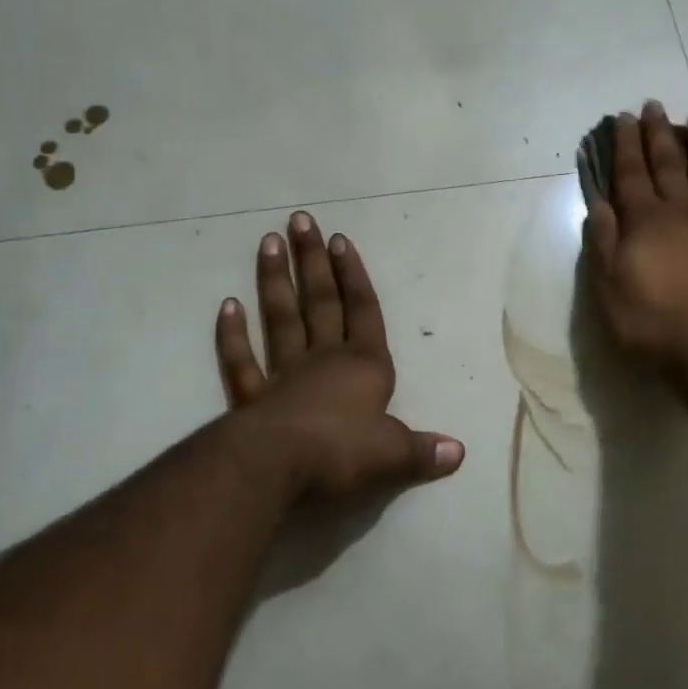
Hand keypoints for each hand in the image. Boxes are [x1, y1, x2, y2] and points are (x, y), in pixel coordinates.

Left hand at [216, 212, 464, 499]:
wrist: (276, 468)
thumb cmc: (341, 452)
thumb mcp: (393, 454)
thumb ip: (423, 451)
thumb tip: (460, 452)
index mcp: (364, 366)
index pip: (362, 310)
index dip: (354, 276)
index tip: (340, 240)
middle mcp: (324, 360)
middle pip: (320, 302)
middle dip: (313, 261)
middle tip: (300, 220)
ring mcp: (284, 376)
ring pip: (281, 319)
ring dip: (274, 281)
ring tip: (268, 242)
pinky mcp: (252, 398)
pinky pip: (242, 361)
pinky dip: (233, 334)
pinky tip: (227, 305)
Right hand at [583, 102, 687, 372]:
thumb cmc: (652, 324)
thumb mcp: (608, 289)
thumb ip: (604, 241)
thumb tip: (598, 201)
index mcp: (646, 221)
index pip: (631, 172)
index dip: (625, 144)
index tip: (622, 116)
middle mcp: (683, 211)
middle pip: (668, 164)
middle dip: (658, 132)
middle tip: (654, 105)